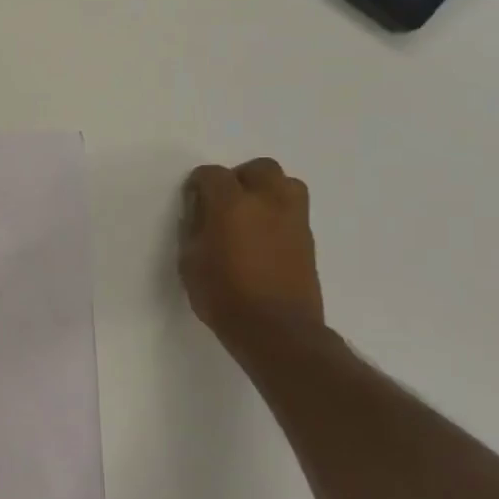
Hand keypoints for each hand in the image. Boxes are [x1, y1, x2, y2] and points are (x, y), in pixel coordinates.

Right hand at [179, 159, 324, 357]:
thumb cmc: (223, 296)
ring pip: (286, 183)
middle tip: (225, 202)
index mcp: (231, 205)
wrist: (276, 329)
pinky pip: (294, 210)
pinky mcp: (308, 238)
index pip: (213, 174)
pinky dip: (278, 213)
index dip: (199, 184)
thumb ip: (194, 230)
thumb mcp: (190, 262)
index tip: (193, 200)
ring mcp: (294, 219)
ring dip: (267, 190)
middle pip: (259, 168)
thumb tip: (201, 214)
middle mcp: (267, 202)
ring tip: (251, 214)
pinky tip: (264, 237)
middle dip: (239, 178)